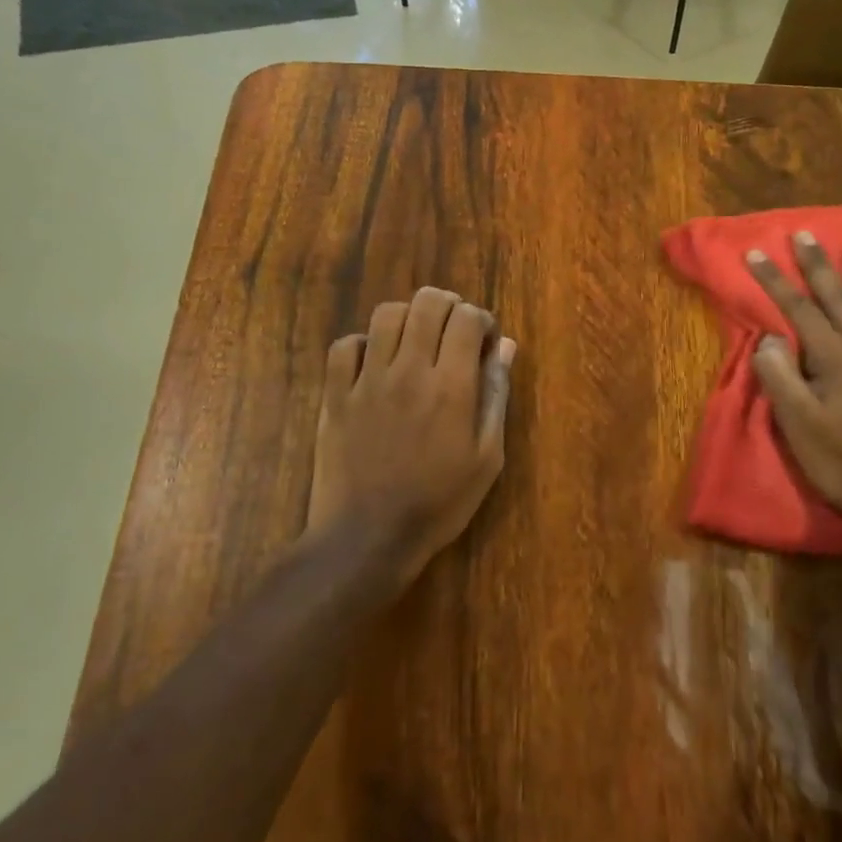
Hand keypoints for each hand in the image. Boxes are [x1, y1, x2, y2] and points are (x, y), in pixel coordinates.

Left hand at [307, 286, 516, 589]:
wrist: (367, 538)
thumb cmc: (438, 503)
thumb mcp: (486, 458)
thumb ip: (495, 396)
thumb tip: (506, 347)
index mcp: (451, 387)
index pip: (467, 319)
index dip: (482, 320)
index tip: (485, 342)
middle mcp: (409, 371)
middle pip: (427, 303)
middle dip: (449, 305)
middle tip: (455, 330)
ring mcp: (367, 380)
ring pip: (386, 314)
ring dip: (409, 317)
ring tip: (417, 341)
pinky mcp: (335, 394)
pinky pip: (345, 345)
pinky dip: (364, 343)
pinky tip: (376, 363)